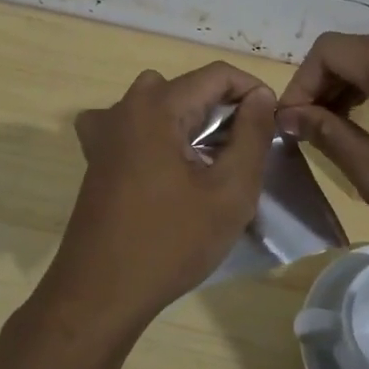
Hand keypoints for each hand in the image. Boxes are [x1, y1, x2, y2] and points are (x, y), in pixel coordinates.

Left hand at [36, 63, 276, 340]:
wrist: (100, 294)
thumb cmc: (171, 243)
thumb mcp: (230, 192)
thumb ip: (252, 136)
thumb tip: (261, 96)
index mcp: (156, 107)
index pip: (216, 74)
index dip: (252, 92)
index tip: (272, 126)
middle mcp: (124, 107)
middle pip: (186, 87)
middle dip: (222, 108)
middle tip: (244, 149)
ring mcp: (103, 133)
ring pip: (159, 105)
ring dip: (189, 122)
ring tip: (210, 161)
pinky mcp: (95, 159)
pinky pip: (133, 128)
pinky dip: (157, 136)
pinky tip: (166, 167)